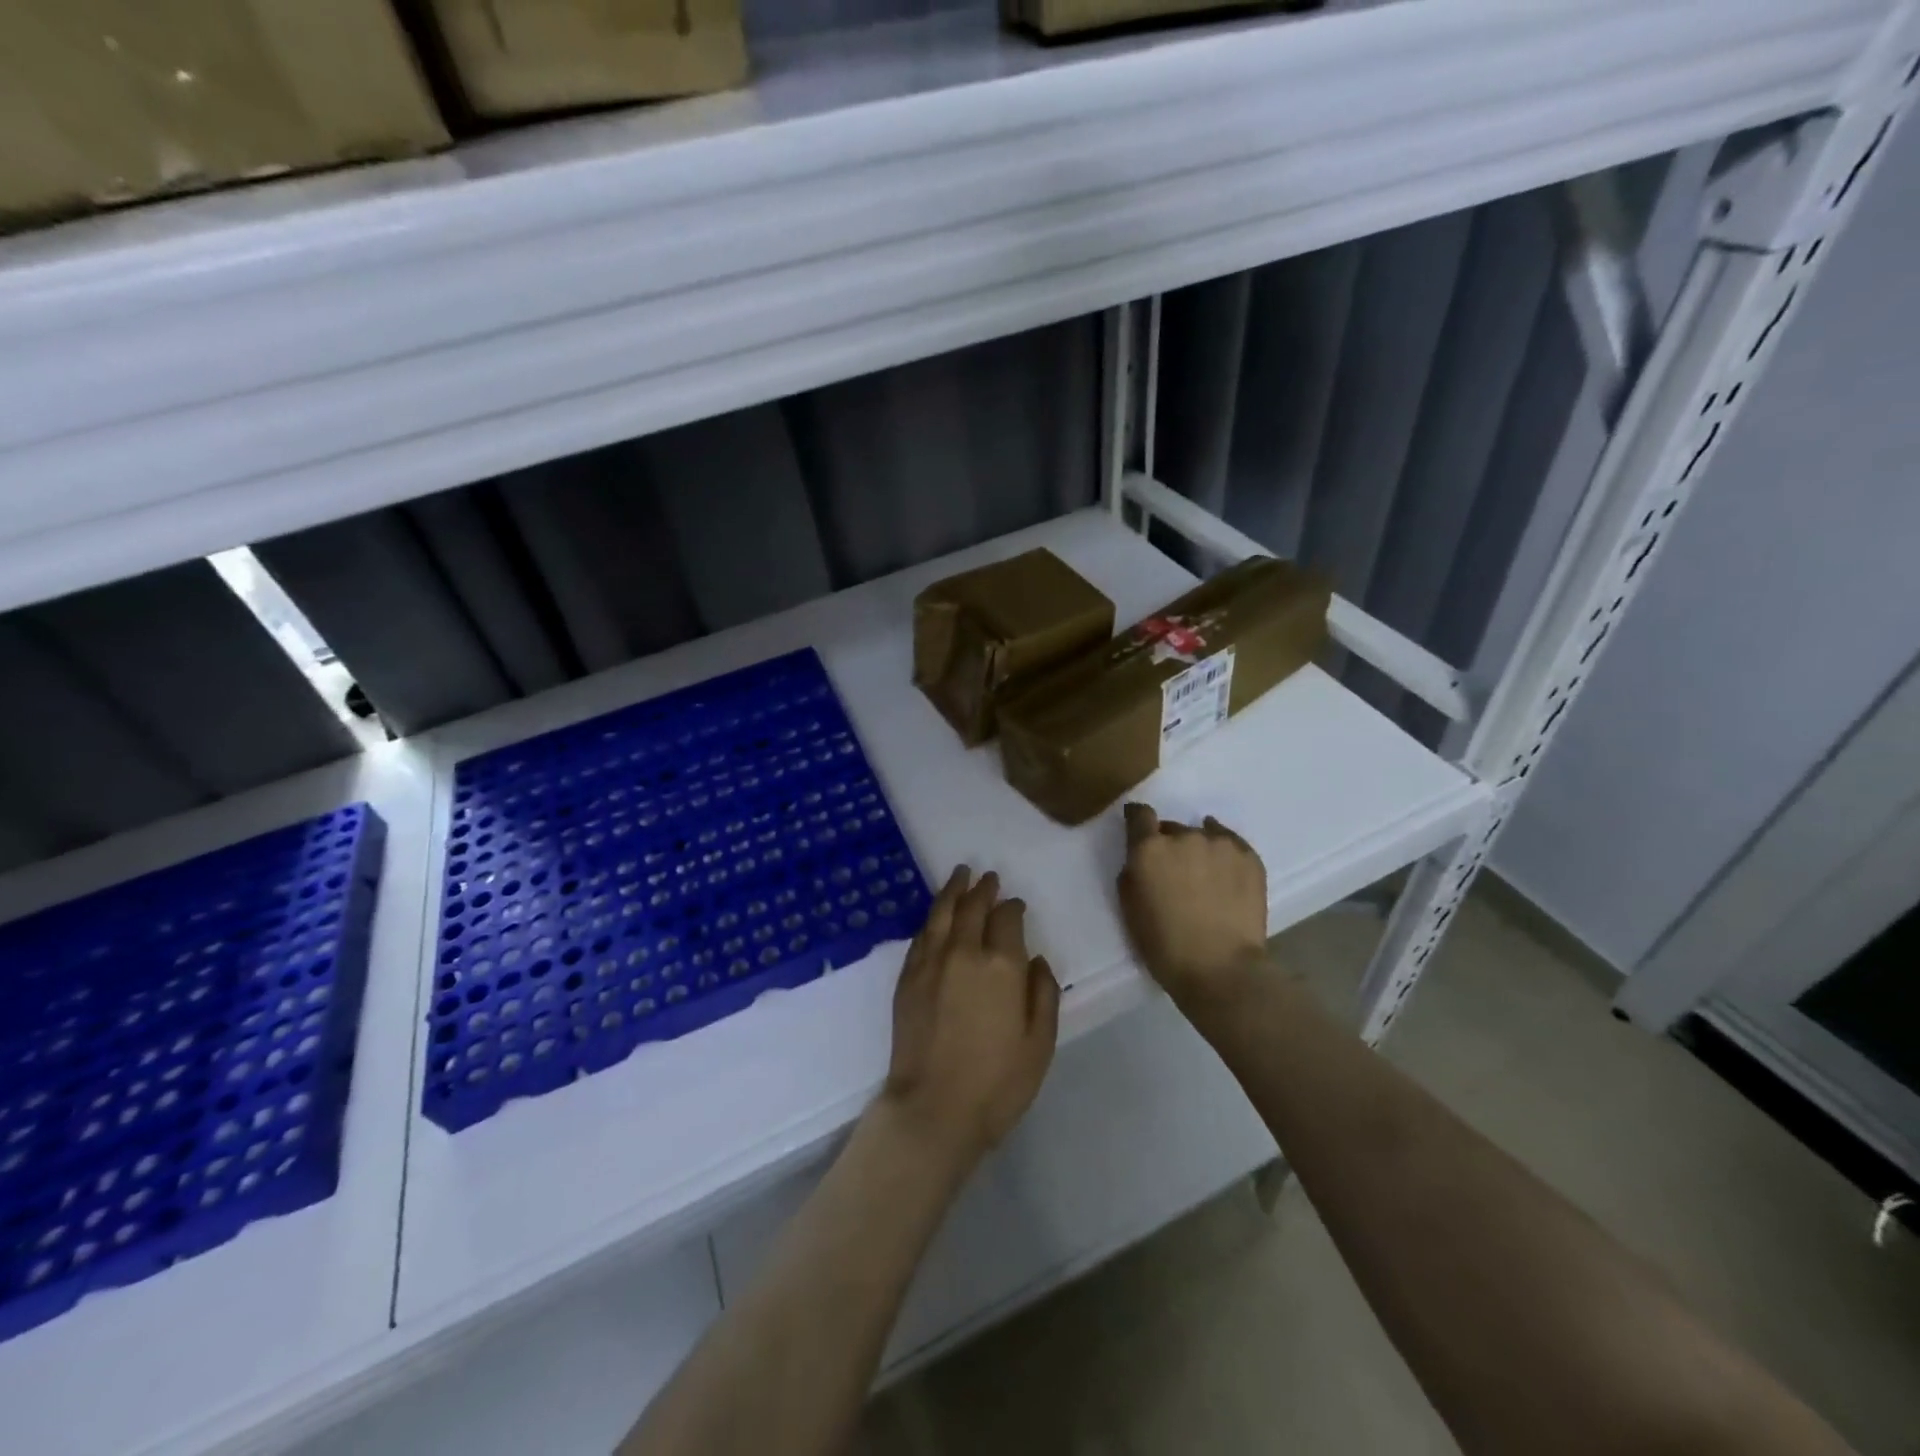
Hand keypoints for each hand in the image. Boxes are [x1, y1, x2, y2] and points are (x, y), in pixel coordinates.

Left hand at [882, 867, 1060, 1170]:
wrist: (934, 1108)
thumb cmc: (997, 1083)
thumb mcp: (1040, 1043)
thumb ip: (1043, 993)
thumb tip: (1034, 960)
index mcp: (1001, 966)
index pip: (1007, 918)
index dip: (1013, 907)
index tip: (1016, 904)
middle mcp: (964, 953)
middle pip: (972, 907)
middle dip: (982, 889)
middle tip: (988, 877)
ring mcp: (930, 962)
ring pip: (942, 913)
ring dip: (953, 891)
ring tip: (960, 876)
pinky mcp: (907, 978)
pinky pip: (922, 935)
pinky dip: (932, 918)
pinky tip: (937, 915)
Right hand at [1118, 803, 1268, 1005]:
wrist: (1221, 969)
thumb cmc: (1164, 945)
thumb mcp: (1130, 909)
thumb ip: (1132, 873)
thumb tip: (1142, 860)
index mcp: (1149, 849)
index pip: (1139, 814)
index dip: (1138, 820)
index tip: (1139, 830)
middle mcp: (1184, 837)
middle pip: (1172, 828)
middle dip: (1170, 845)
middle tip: (1175, 874)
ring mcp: (1219, 844)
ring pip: (1202, 835)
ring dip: (1198, 850)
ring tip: (1205, 878)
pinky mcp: (1248, 856)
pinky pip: (1230, 843)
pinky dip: (1223, 852)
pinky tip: (1224, 871)